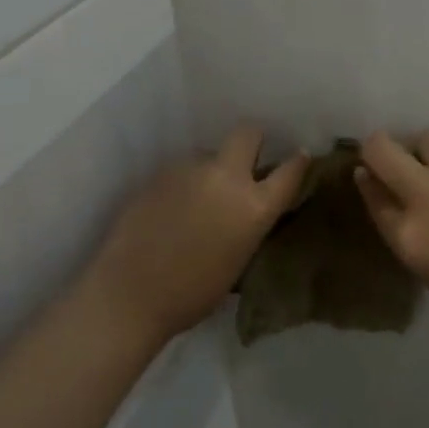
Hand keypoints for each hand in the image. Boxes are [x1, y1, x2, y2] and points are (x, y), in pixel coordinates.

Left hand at [80, 124, 308, 343]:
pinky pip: (182, 170)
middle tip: (246, 164)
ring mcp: (190, 170)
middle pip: (248, 133)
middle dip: (252, 142)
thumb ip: (249, 226)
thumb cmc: (192, 294)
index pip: (290, 170)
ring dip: (211, 169)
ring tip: (198, 200)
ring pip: (209, 154)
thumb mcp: (239, 262)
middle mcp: (226, 177)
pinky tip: (172, 208)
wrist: (129, 294)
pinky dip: (184, 183)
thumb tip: (250, 212)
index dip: (297, 162)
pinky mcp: (159, 172)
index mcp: (254, 206)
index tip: (299, 158)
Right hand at [354, 129, 428, 339]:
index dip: (368, 180)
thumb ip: (406, 233)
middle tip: (392, 158)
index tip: (370, 175)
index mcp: (409, 234)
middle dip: (379, 147)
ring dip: (428, 151)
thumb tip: (389, 196)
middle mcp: (427, 194)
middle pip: (382, 149)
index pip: (372, 192)